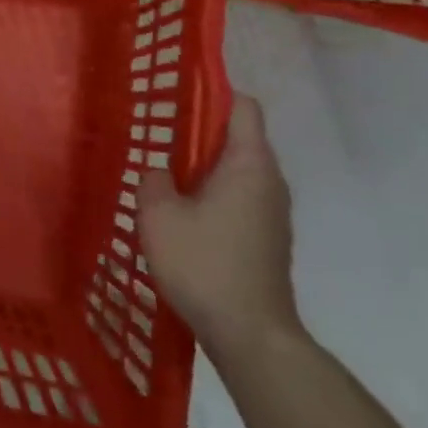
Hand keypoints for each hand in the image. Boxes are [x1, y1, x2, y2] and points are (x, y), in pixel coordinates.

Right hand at [137, 96, 301, 366]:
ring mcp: (273, 213)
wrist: (249, 333)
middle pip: (240, 138)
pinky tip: (182, 212)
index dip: (214, 93)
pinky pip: (239, 197)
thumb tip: (161, 171)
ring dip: (204, 167)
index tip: (179, 95)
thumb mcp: (159, 215)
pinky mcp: (267, 238)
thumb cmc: (204, 263)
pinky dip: (213, 193)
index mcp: (250, 165)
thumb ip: (155, 180)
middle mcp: (270, 182)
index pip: (244, 108)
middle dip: (201, 132)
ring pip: (237, 171)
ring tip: (165, 172)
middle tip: (159, 134)